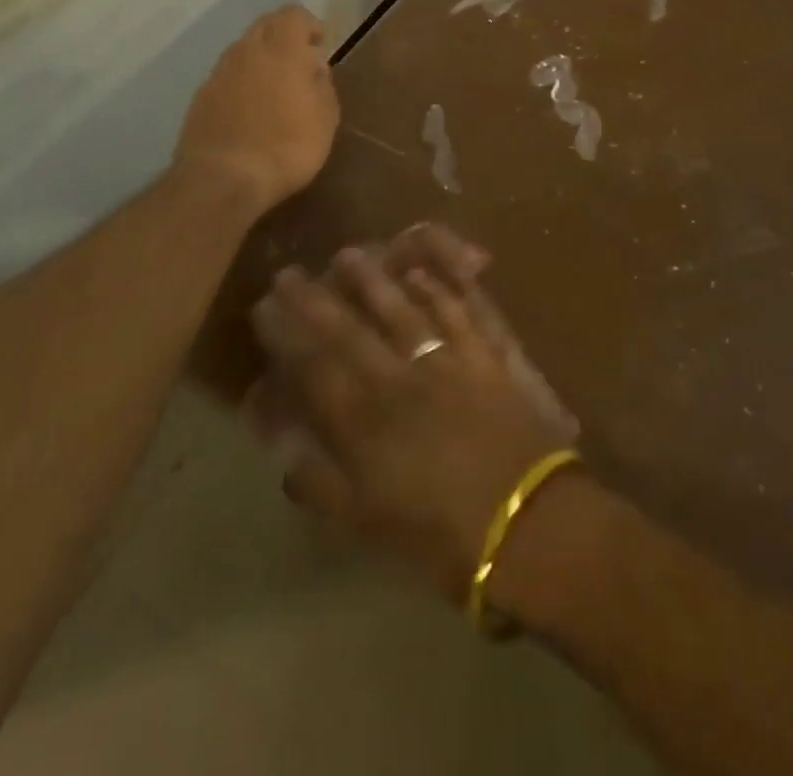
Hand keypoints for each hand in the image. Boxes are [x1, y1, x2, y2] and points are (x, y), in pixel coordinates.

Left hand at [174, 6, 339, 215]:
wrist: (223, 179)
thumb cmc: (287, 147)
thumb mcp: (325, 118)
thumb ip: (322, 84)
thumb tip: (314, 66)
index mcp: (281, 49)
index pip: (293, 15)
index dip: (309, 26)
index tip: (320, 46)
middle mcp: (246, 50)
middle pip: (265, 26)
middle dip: (284, 38)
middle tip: (300, 64)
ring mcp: (219, 72)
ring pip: (243, 50)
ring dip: (261, 60)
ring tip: (276, 90)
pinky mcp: (201, 97)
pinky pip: (227, 76)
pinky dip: (242, 82)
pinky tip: (251, 110)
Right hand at [248, 225, 578, 597]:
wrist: (529, 525)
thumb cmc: (442, 537)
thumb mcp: (368, 523)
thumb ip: (320, 481)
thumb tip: (283, 447)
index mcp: (366, 422)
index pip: (314, 366)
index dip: (286, 334)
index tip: (264, 306)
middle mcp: (400, 379)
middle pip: (350, 330)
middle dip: (315, 299)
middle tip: (291, 271)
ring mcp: (447, 361)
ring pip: (402, 310)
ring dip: (373, 281)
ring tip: (349, 254)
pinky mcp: (487, 357)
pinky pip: (460, 312)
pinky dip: (440, 289)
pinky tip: (423, 273)